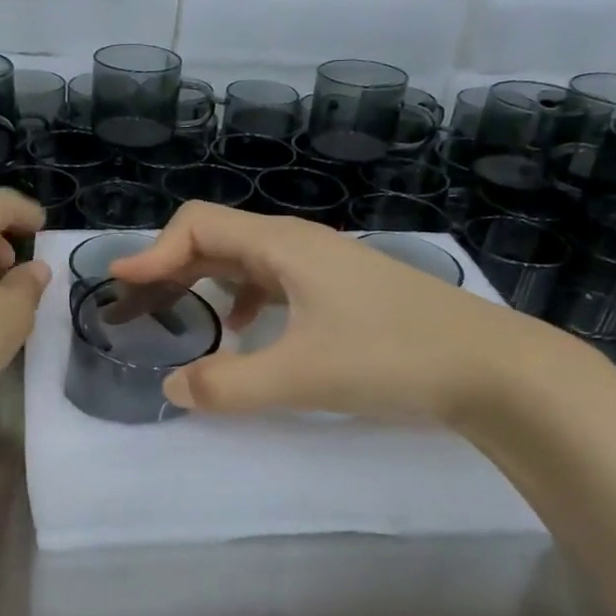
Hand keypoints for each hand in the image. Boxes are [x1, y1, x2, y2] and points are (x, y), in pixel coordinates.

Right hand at [108, 203, 562, 427]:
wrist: (494, 368)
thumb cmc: (392, 357)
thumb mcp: (301, 376)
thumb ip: (227, 385)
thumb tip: (171, 390)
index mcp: (284, 246)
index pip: (199, 226)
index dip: (154, 251)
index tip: (121, 285)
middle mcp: (301, 245)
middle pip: (220, 238)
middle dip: (173, 266)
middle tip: (139, 304)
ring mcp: (327, 267)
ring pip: (249, 261)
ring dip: (207, 282)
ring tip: (183, 317)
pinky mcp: (345, 292)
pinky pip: (277, 283)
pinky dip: (247, 300)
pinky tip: (250, 333)